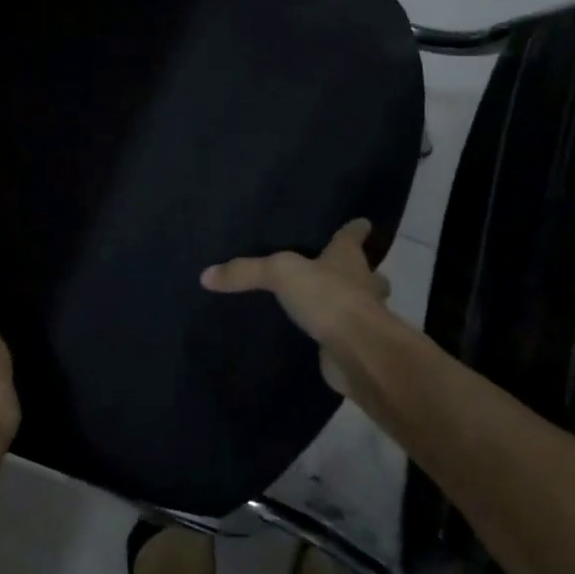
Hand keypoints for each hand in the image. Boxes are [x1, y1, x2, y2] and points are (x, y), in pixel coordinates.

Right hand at [200, 219, 410, 406]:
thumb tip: (206, 275)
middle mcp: (361, 283)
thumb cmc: (328, 297)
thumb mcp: (279, 273)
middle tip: (341, 270)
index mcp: (347, 258)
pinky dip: (334, 335)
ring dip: (349, 304)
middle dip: (361, 272)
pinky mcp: (353, 346)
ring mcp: (362, 317)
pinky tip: (315, 336)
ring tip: (324, 303)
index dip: (356, 229)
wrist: (357, 351)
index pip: (354, 235)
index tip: (362, 222)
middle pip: (368, 273)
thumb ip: (245, 271)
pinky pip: (341, 335)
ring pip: (360, 305)